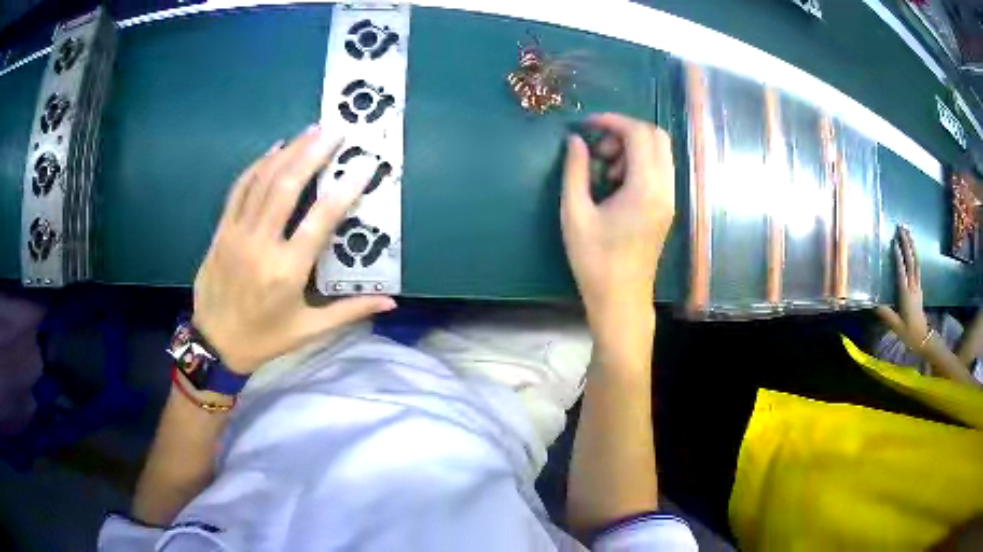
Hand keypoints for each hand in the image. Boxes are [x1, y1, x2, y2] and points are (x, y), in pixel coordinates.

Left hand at [192, 125, 395, 373]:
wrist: (213, 343)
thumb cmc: (264, 339)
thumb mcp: (308, 330)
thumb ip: (349, 311)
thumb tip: (392, 302)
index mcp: (287, 272)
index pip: (320, 220)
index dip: (344, 189)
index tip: (363, 164)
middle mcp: (261, 245)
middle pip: (288, 186)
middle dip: (313, 153)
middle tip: (335, 130)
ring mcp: (237, 234)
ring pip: (263, 181)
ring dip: (288, 151)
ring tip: (310, 130)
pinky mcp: (222, 231)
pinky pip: (239, 189)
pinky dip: (257, 165)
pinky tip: (274, 148)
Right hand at [560, 113, 674, 318]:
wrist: (621, 299)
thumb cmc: (594, 261)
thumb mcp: (575, 214)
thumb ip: (574, 171)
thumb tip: (575, 140)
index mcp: (645, 189)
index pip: (639, 134)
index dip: (613, 121)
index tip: (587, 125)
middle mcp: (665, 189)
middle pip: (656, 136)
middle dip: (625, 130)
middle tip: (598, 147)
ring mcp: (669, 199)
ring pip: (660, 152)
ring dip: (633, 147)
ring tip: (604, 167)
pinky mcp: (666, 207)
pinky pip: (659, 169)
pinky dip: (639, 162)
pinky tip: (616, 181)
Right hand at [876, 226, 929, 350]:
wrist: (923, 338)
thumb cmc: (908, 332)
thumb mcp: (896, 326)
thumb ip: (886, 314)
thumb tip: (873, 303)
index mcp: (906, 294)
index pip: (902, 272)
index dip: (899, 257)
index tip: (894, 242)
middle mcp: (913, 286)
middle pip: (911, 261)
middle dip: (906, 244)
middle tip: (901, 227)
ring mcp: (917, 286)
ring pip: (916, 261)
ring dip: (912, 245)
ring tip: (907, 231)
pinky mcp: (919, 287)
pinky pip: (918, 267)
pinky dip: (915, 255)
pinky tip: (913, 249)